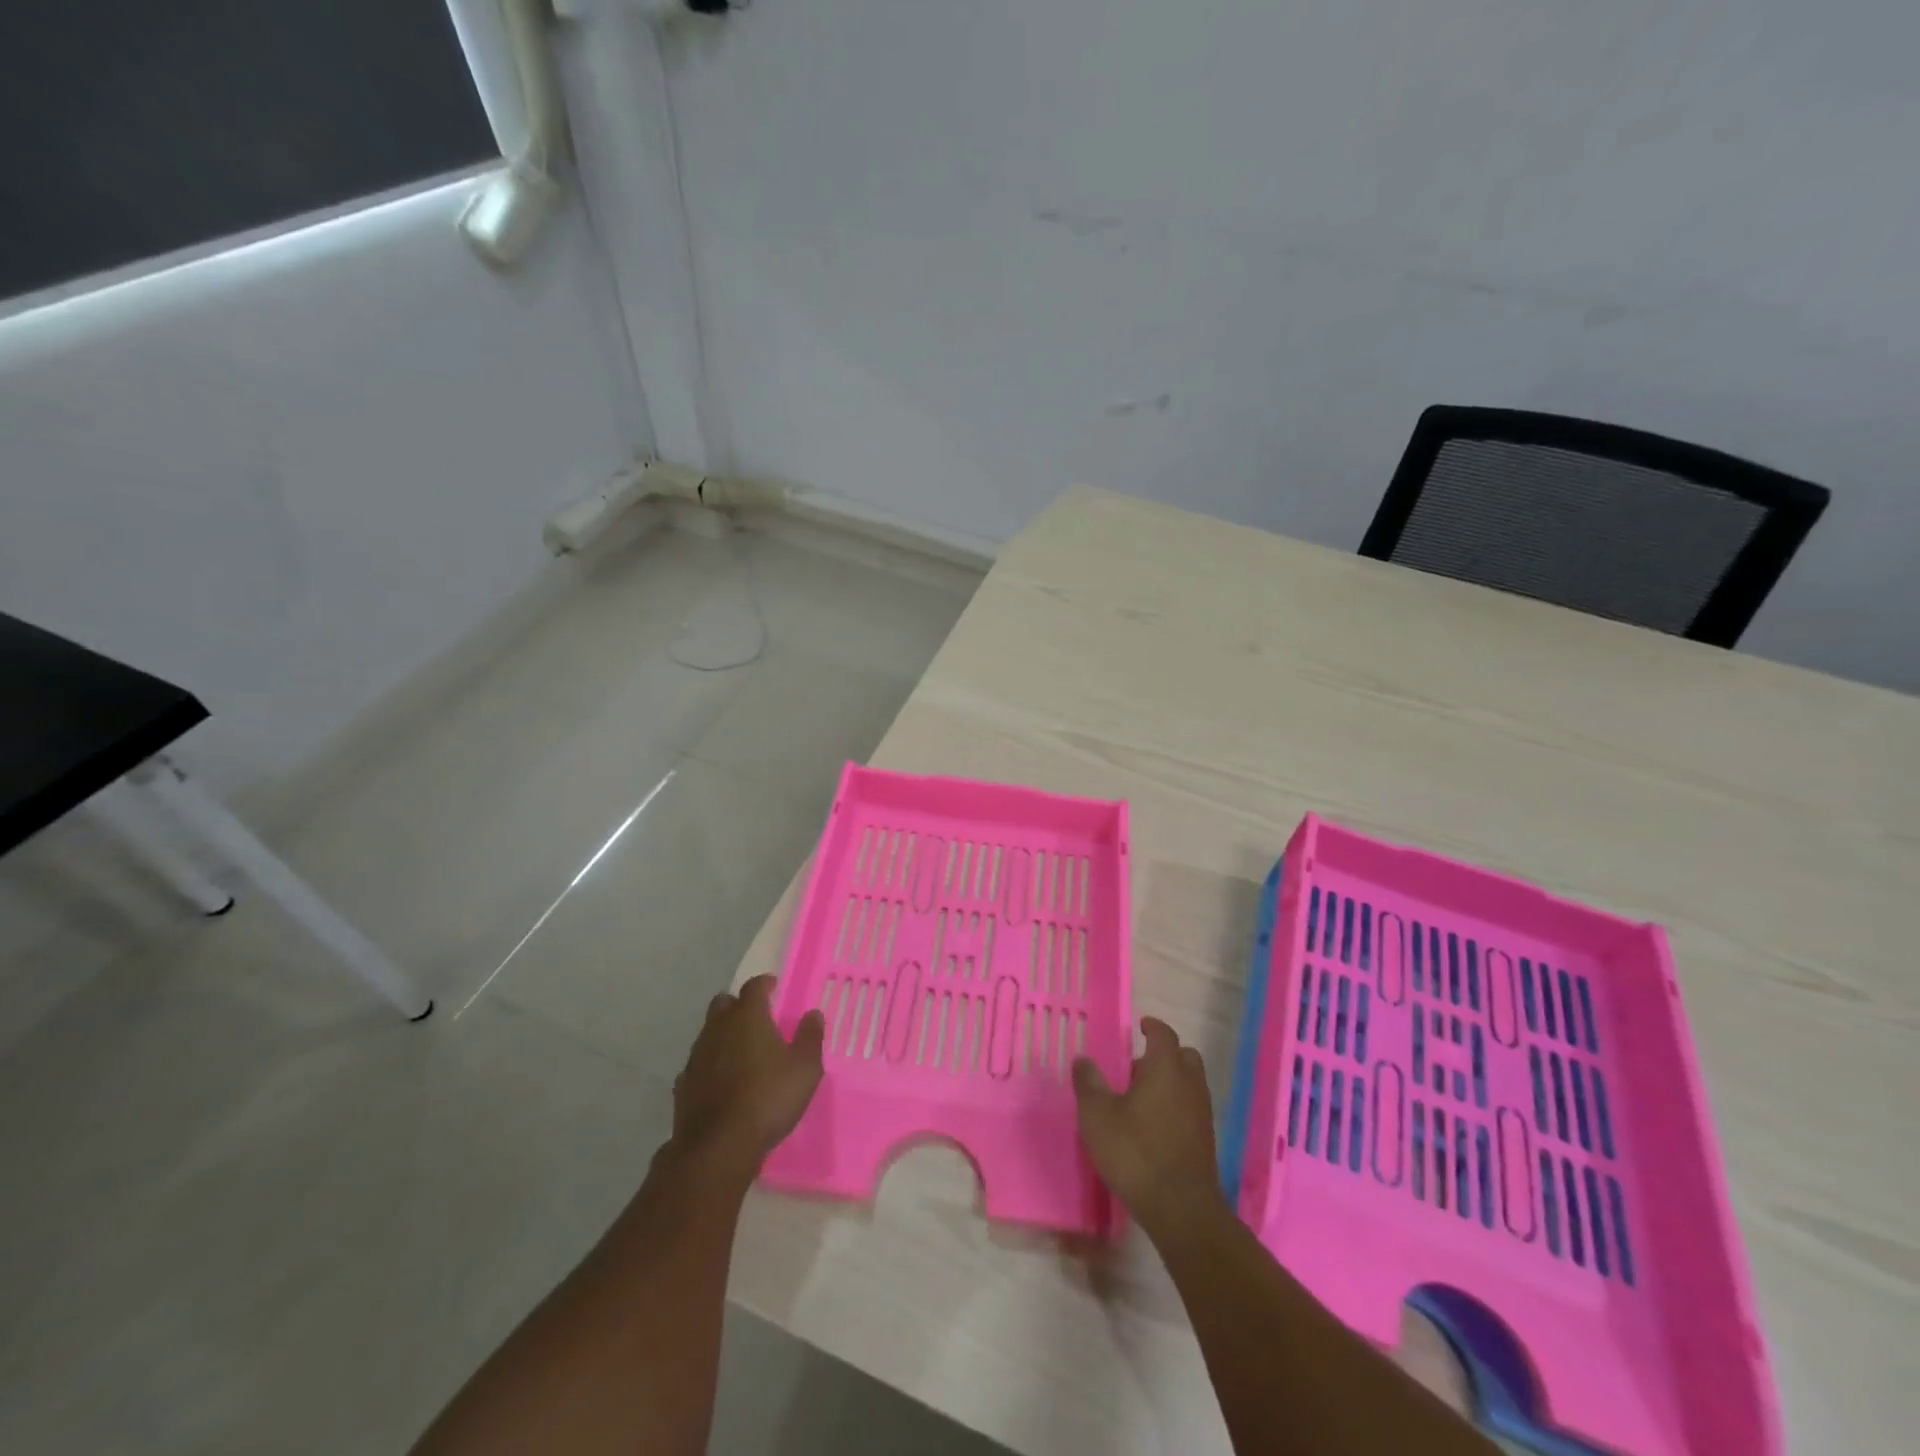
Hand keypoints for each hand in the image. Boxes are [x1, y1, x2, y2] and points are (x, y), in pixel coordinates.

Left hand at [671, 976, 824, 1170]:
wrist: (718, 1146)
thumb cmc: (768, 1098)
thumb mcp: (805, 1068)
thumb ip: (810, 1037)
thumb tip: (813, 1014)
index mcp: (748, 1017)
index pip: (754, 986)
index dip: (764, 983)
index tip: (773, 986)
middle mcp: (718, 1028)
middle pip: (723, 1003)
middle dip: (738, 1005)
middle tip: (756, 1018)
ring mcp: (696, 1056)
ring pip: (708, 1032)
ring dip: (723, 1035)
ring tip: (741, 1052)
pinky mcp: (683, 1084)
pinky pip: (698, 1063)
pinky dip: (710, 1065)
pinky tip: (721, 1081)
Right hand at [1073, 1017, 1228, 1235]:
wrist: (1181, 1209)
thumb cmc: (1135, 1152)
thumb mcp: (1097, 1116)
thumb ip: (1089, 1083)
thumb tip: (1083, 1060)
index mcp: (1166, 1068)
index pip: (1163, 1034)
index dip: (1151, 1027)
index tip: (1139, 1026)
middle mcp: (1190, 1083)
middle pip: (1183, 1056)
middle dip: (1163, 1055)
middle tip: (1136, 1066)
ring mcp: (1202, 1112)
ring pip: (1189, 1083)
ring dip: (1169, 1082)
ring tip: (1139, 1098)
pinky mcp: (1205, 1139)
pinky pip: (1191, 1107)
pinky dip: (1175, 1105)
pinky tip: (1152, 1125)